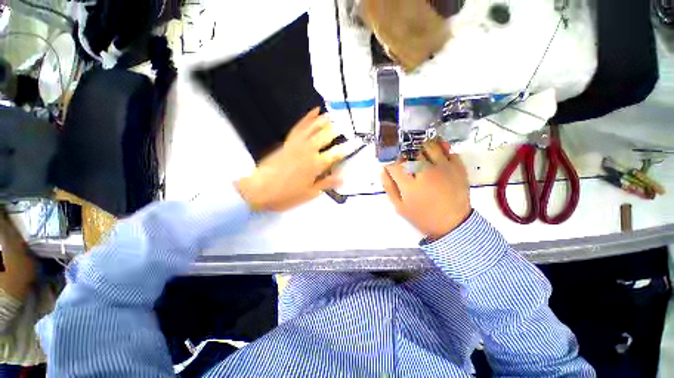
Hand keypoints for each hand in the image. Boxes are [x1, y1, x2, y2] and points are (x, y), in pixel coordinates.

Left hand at [237, 108, 346, 211]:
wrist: (259, 190)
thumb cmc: (286, 195)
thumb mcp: (309, 194)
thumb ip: (326, 183)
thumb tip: (342, 178)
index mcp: (316, 165)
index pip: (336, 154)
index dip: (347, 148)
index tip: (357, 142)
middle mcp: (309, 151)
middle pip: (326, 136)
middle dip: (338, 131)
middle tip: (347, 125)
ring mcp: (297, 144)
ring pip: (314, 128)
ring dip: (325, 120)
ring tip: (334, 115)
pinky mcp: (288, 142)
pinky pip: (299, 127)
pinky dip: (307, 118)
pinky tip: (313, 112)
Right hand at [382, 142, 470, 239]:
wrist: (453, 224)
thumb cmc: (422, 216)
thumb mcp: (399, 206)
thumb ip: (389, 186)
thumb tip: (384, 168)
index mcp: (411, 185)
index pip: (395, 163)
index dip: (390, 159)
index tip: (390, 160)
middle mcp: (427, 173)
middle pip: (412, 151)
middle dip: (405, 153)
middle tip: (405, 159)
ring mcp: (445, 168)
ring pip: (430, 145)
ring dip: (421, 148)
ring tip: (420, 156)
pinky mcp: (459, 167)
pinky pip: (448, 150)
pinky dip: (440, 150)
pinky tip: (436, 158)